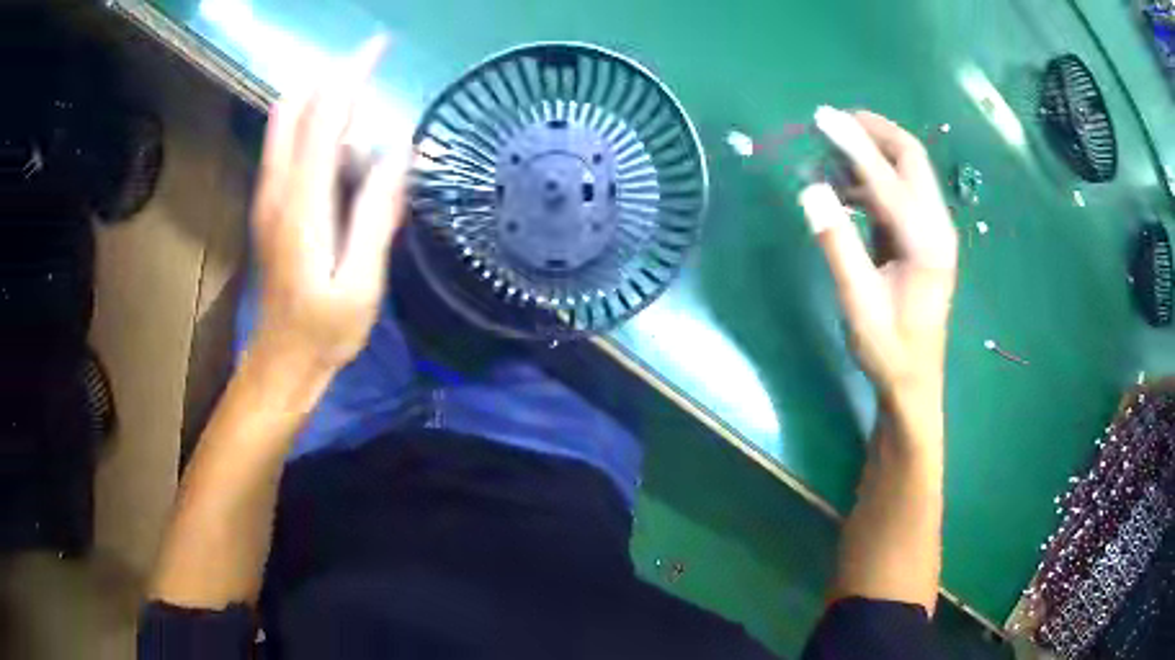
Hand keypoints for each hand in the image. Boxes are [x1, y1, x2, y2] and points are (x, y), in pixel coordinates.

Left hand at [250, 36, 406, 373]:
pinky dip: (312, 122)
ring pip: (285, 122)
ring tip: (365, 102)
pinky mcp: (269, 204)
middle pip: (295, 108)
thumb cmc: (325, 330)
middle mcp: (277, 189)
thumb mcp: (361, 282)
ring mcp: (268, 195)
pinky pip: (286, 144)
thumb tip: (399, 152)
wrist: (281, 360)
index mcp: (302, 205)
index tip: (380, 46)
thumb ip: (376, 214)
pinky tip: (342, 137)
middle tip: (373, 70)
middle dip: (331, 76)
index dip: (351, 75)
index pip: (323, 117)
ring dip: (321, 96)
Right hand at [799, 107, 957, 400]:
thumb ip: (837, 244)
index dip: (853, 144)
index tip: (821, 116)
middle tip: (831, 121)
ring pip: (907, 169)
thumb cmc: (888, 348)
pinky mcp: (923, 236)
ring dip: (872, 151)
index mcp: (927, 241)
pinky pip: (900, 190)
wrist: (913, 381)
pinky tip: (845, 186)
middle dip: (873, 131)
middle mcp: (937, 226)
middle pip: (910, 157)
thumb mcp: (858, 303)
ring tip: (830, 150)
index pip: (888, 178)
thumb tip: (810, 189)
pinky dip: (872, 176)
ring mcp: (933, 229)